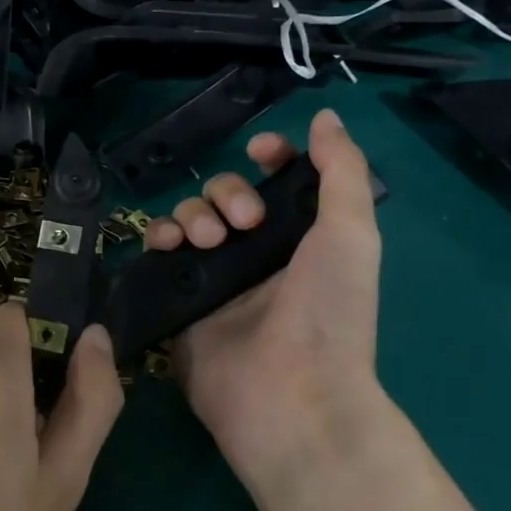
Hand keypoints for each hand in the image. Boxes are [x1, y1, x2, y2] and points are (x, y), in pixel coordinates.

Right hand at [143, 108, 383, 504]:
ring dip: (192, 213)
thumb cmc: (328, 312)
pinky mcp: (178, 299)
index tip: (259, 151)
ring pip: (189, 217)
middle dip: (227, 193)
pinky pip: (160, 252)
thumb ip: (341, 171)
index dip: (267, 158)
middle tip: (241, 223)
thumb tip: (325, 116)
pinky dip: (159, 236)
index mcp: (300, 237)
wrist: (288, 394)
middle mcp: (255, 253)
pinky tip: (168, 244)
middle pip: (225, 194)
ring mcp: (214, 277)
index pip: (276, 182)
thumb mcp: (351, 233)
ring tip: (204, 240)